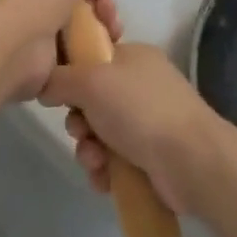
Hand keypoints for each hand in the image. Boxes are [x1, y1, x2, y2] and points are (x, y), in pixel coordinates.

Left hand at [0, 0, 119, 103]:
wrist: (16, 46)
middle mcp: (38, 2)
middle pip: (81, 0)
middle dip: (102, 2)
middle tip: (108, 9)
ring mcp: (43, 33)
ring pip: (84, 27)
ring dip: (104, 26)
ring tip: (113, 31)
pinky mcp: (50, 61)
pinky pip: (80, 53)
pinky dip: (95, 51)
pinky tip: (107, 49)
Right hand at [39, 43, 223, 215]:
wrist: (191, 161)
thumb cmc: (140, 109)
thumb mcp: (92, 81)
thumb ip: (60, 79)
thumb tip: (45, 85)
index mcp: (133, 57)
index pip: (92, 58)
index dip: (71, 75)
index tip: (60, 92)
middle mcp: (140, 86)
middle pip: (91, 100)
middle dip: (79, 122)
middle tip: (81, 132)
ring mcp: (148, 122)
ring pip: (99, 134)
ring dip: (89, 150)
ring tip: (96, 162)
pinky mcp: (151, 156)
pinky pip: (113, 160)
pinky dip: (105, 170)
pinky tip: (105, 179)